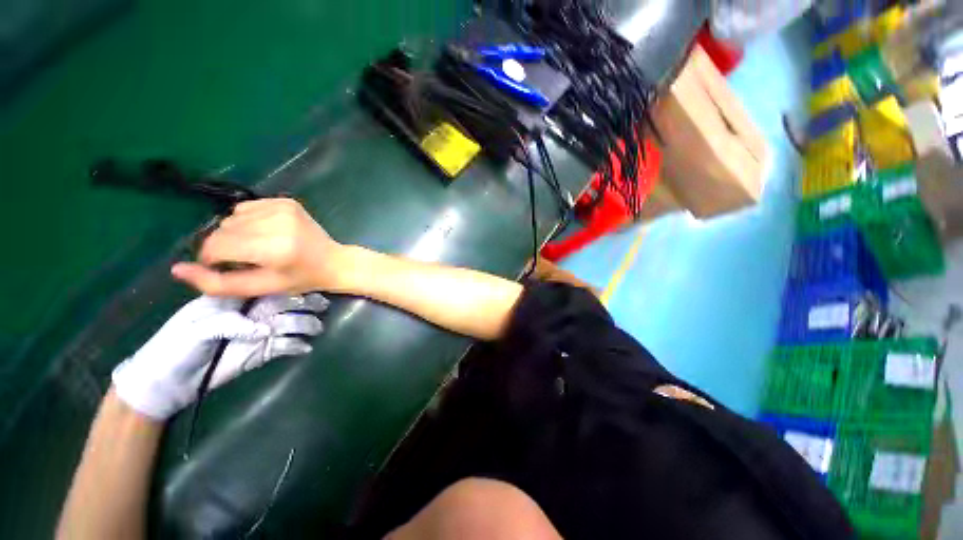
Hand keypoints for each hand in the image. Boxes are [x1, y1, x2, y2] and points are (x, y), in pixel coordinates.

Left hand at [112, 293, 328, 419]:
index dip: (287, 287)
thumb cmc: (175, 348)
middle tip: (322, 306)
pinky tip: (305, 347)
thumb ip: (227, 323)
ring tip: (317, 328)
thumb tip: (263, 329)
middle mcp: (251, 314)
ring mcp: (257, 333)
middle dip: (303, 305)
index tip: (307, 287)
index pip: (265, 288)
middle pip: (283, 305)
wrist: (167, 383)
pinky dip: (296, 345)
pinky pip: (284, 345)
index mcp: (234, 301)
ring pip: (288, 324)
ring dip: (304, 324)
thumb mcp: (195, 330)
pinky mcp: (260, 352)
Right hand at [172, 198, 347, 296]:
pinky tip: (265, 233)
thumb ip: (217, 283)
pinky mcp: (285, 201)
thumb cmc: (299, 279)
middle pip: (222, 230)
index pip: (217, 246)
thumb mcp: (260, 288)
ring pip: (232, 218)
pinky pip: (247, 208)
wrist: (333, 261)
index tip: (225, 267)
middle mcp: (278, 222)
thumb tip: (176, 269)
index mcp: (274, 247)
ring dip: (236, 233)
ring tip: (258, 247)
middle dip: (224, 247)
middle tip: (246, 259)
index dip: (212, 258)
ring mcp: (283, 208)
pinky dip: (247, 221)